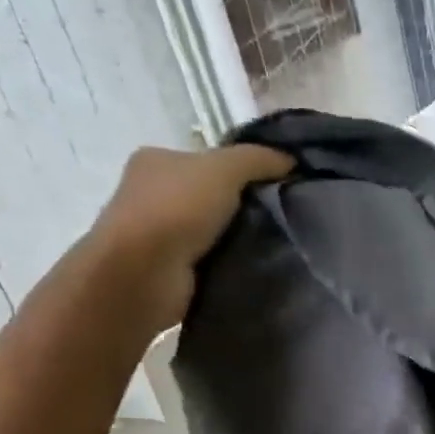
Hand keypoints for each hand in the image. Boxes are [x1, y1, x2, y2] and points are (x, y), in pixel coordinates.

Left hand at [86, 144, 292, 332]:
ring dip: (238, 241)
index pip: (207, 162)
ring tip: (274, 249)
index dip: (242, 171)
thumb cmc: (176, 210)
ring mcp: (157, 236)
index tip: (277, 188)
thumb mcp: (223, 169)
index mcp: (156, 161)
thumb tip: (291, 161)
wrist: (143, 273)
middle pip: (211, 197)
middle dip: (243, 209)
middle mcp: (151, 194)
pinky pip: (210, 263)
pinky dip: (229, 266)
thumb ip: (257, 160)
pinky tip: (252, 271)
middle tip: (281, 221)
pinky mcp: (168, 272)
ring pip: (211, 233)